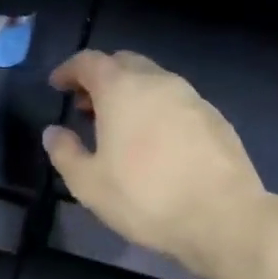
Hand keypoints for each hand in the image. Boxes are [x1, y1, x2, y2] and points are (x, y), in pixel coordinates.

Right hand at [44, 49, 265, 278]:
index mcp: (121, 89)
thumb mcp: (88, 184)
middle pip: (123, 63)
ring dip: (130, 93)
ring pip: (153, 81)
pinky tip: (155, 142)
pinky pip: (176, 102)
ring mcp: (191, 97)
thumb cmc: (146, 197)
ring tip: (119, 126)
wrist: (224, 217)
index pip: (89, 61)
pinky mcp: (215, 118)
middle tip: (86, 105)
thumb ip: (64, 152)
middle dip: (101, 77)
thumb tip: (53, 132)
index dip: (69, 70)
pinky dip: (157, 109)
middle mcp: (158, 81)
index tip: (57, 85)